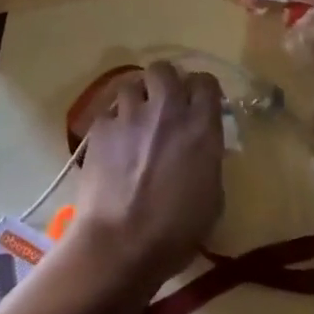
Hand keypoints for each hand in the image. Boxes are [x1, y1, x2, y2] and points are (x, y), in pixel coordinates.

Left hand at [64, 63, 224, 306]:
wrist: (120, 244)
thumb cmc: (176, 232)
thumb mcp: (212, 197)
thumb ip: (208, 160)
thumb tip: (200, 150)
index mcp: (201, 127)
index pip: (206, 82)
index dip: (202, 90)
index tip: (199, 104)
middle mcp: (166, 110)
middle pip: (164, 69)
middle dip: (165, 82)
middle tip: (164, 105)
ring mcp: (129, 116)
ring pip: (131, 84)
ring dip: (137, 99)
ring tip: (135, 122)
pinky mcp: (100, 129)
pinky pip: (108, 113)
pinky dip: (113, 124)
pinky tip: (113, 145)